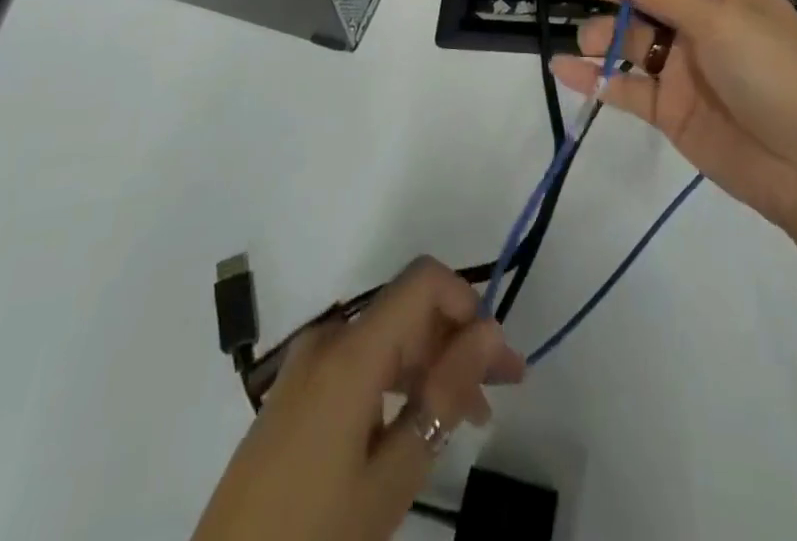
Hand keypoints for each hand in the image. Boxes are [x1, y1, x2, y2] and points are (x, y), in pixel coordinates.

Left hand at [194, 258, 524, 540]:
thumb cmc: (313, 536)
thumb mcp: (391, 477)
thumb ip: (443, 395)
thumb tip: (489, 332)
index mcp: (350, 351)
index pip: (423, 281)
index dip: (468, 304)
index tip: (498, 359)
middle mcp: (329, 339)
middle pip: (408, 309)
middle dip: (458, 340)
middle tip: (499, 394)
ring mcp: (307, 363)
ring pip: (388, 337)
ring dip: (432, 363)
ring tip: (468, 418)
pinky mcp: (297, 391)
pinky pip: (361, 361)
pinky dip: (398, 379)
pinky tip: (417, 422)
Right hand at [556, 0, 796, 257]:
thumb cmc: (772, 72)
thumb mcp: (722, 22)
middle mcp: (700, 26)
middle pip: (644, 0)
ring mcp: (684, 70)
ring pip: (632, 43)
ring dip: (603, 35)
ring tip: (586, 39)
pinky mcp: (670, 110)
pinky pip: (627, 87)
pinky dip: (596, 78)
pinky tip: (564, 69)